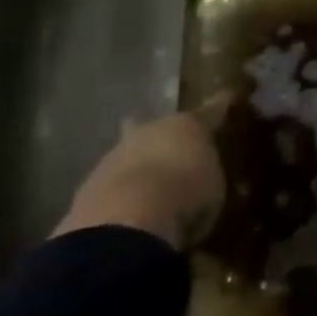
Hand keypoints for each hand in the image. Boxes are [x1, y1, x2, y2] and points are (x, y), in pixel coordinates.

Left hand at [54, 109, 225, 249]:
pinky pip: (109, 187)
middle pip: (156, 128)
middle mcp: (150, 130)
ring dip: (135, 169)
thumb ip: (207, 175)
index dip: (219, 108)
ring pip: (128, 155)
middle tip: (167, 152)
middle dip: (159, 138)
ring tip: (145, 193)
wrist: (130, 218)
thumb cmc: (186, 194)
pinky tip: (123, 214)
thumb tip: (205, 176)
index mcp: (187, 124)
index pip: (209, 112)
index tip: (227, 97)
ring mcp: (116, 155)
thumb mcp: (213, 186)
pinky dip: (117, 197)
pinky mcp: (89, 185)